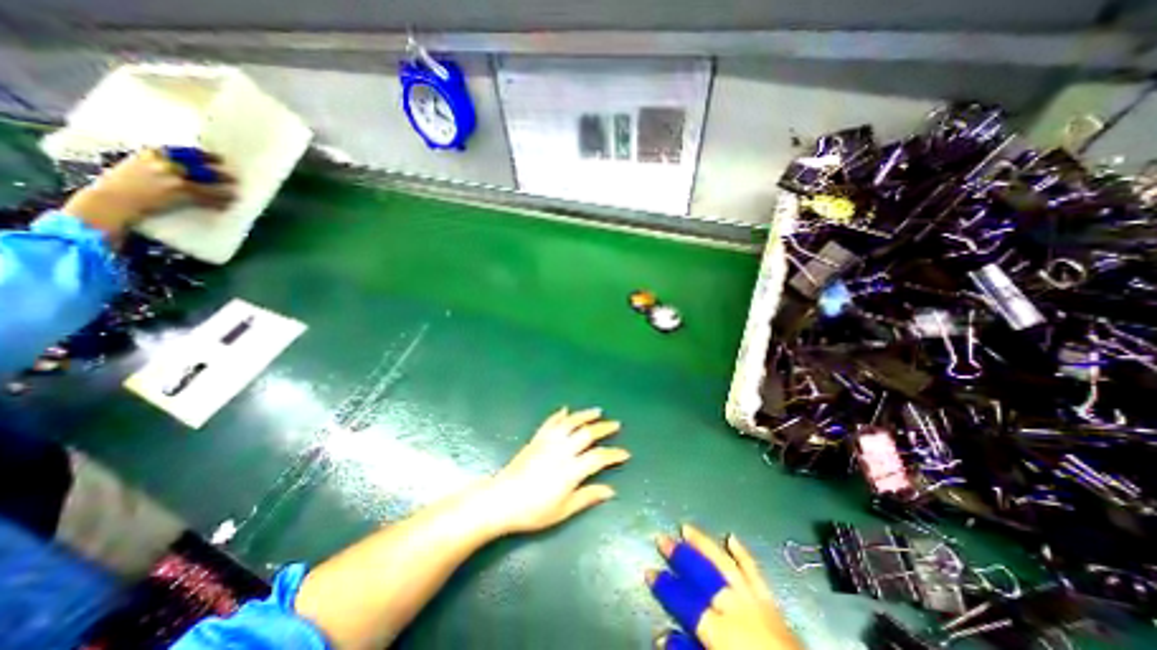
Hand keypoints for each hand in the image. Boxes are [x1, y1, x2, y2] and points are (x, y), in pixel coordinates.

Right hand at [64, 147, 235, 241]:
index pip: (183, 151)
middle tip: (234, 177)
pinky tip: (227, 205)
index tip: (219, 158)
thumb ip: (152, 164)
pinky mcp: (180, 193)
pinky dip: (219, 202)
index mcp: (150, 155)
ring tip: (236, 194)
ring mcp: (173, 177)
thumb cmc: (119, 186)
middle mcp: (163, 163)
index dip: (204, 155)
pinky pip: (207, 198)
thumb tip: (176, 166)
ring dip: (224, 189)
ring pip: (207, 182)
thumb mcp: (132, 167)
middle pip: (200, 166)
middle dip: (219, 172)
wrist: (111, 201)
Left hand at [481, 410, 631, 534]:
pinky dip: (559, 415)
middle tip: (616, 424)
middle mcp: (562, 450)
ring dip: (585, 415)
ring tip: (597, 411)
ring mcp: (548, 442)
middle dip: (604, 428)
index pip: (599, 458)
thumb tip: (610, 490)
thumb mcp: (563, 510)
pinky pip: (550, 423)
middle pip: (587, 434)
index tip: (625, 454)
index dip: (614, 455)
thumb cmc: (533, 511)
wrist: (501, 500)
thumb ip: (587, 497)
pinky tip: (565, 410)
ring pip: (570, 422)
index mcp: (571, 470)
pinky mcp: (536, 439)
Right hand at [646, 527, 801, 648]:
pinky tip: (732, 537)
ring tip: (687, 527)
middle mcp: (737, 609)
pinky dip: (743, 554)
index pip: (685, 601)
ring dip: (705, 544)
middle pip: (703, 573)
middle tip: (662, 538)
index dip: (665, 586)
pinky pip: (756, 572)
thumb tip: (662, 636)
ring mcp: (757, 602)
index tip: (648, 570)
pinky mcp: (773, 603)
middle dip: (680, 555)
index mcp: (721, 631)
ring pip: (725, 563)